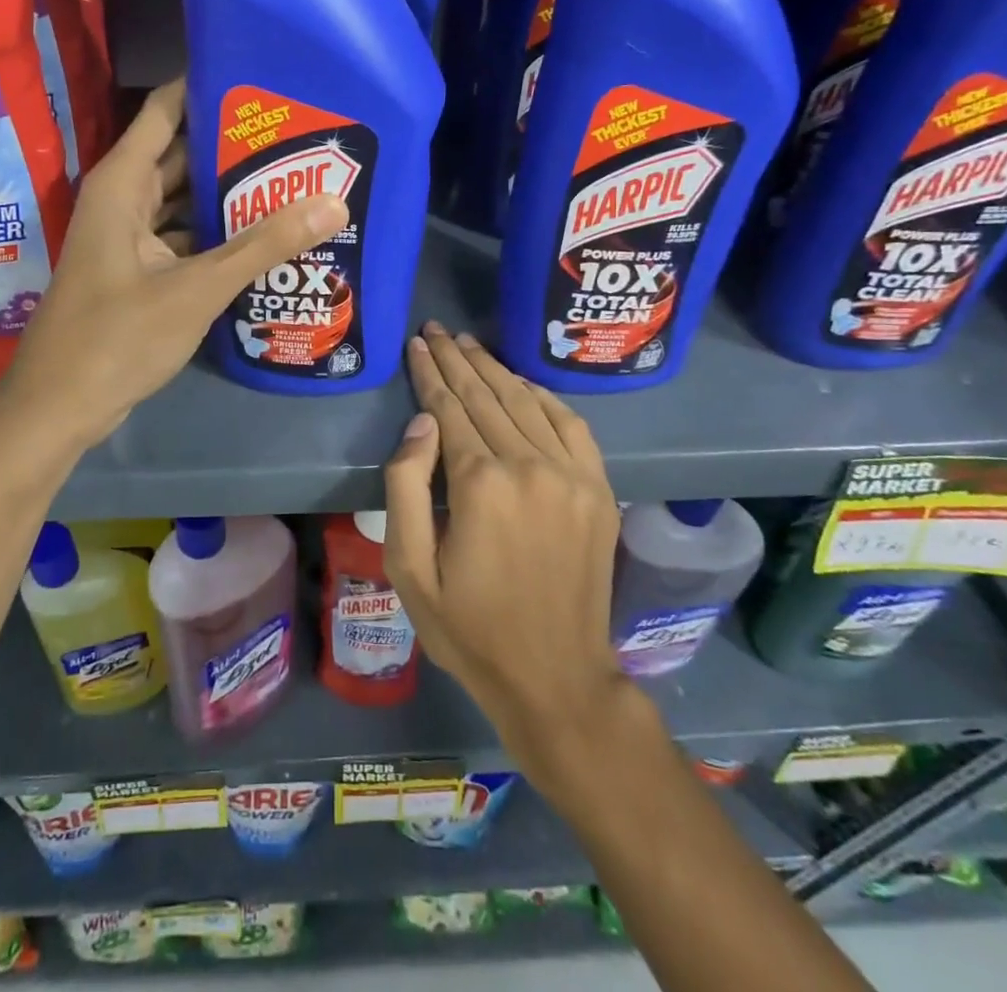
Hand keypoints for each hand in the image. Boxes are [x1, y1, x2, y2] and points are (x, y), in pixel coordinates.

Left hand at [0, 78, 347, 446]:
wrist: (59, 408)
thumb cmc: (116, 338)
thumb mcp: (196, 288)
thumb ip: (263, 245)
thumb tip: (333, 202)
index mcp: (123, 184)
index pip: (166, 110)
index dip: (209, 88)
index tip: (264, 78)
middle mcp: (124, 200)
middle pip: (183, 154)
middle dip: (235, 145)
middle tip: (299, 133)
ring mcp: (131, 238)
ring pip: (186, 200)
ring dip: (230, 194)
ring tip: (295, 178)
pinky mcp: (140, 272)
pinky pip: (185, 237)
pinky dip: (219, 235)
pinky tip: (266, 237)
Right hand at [383, 322, 633, 775]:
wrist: (555, 677)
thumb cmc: (468, 627)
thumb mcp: (410, 568)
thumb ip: (407, 486)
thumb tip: (422, 422)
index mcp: (481, 484)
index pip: (449, 408)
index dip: (429, 373)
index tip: (416, 344)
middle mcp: (530, 466)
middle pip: (486, 396)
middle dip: (456, 359)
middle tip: (436, 329)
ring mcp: (572, 475)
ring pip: (526, 402)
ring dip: (495, 368)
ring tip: (468, 344)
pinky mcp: (599, 490)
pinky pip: (571, 425)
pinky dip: (544, 397)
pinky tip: (522, 382)